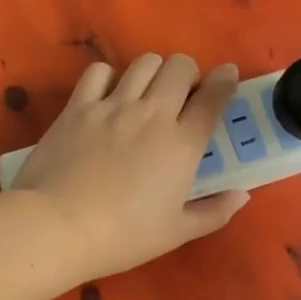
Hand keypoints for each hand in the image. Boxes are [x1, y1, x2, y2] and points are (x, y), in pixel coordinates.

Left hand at [13, 53, 248, 279]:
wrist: (58, 226)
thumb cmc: (123, 236)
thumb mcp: (176, 233)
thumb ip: (214, 212)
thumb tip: (242, 194)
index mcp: (183, 144)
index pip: (214, 98)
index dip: (225, 81)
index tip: (227, 76)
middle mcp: (153, 114)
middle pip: (180, 67)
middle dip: (188, 74)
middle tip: (182, 95)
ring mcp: (113, 106)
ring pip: (144, 63)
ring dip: (153, 71)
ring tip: (147, 92)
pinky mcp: (78, 107)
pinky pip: (99, 72)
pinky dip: (109, 77)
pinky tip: (107, 96)